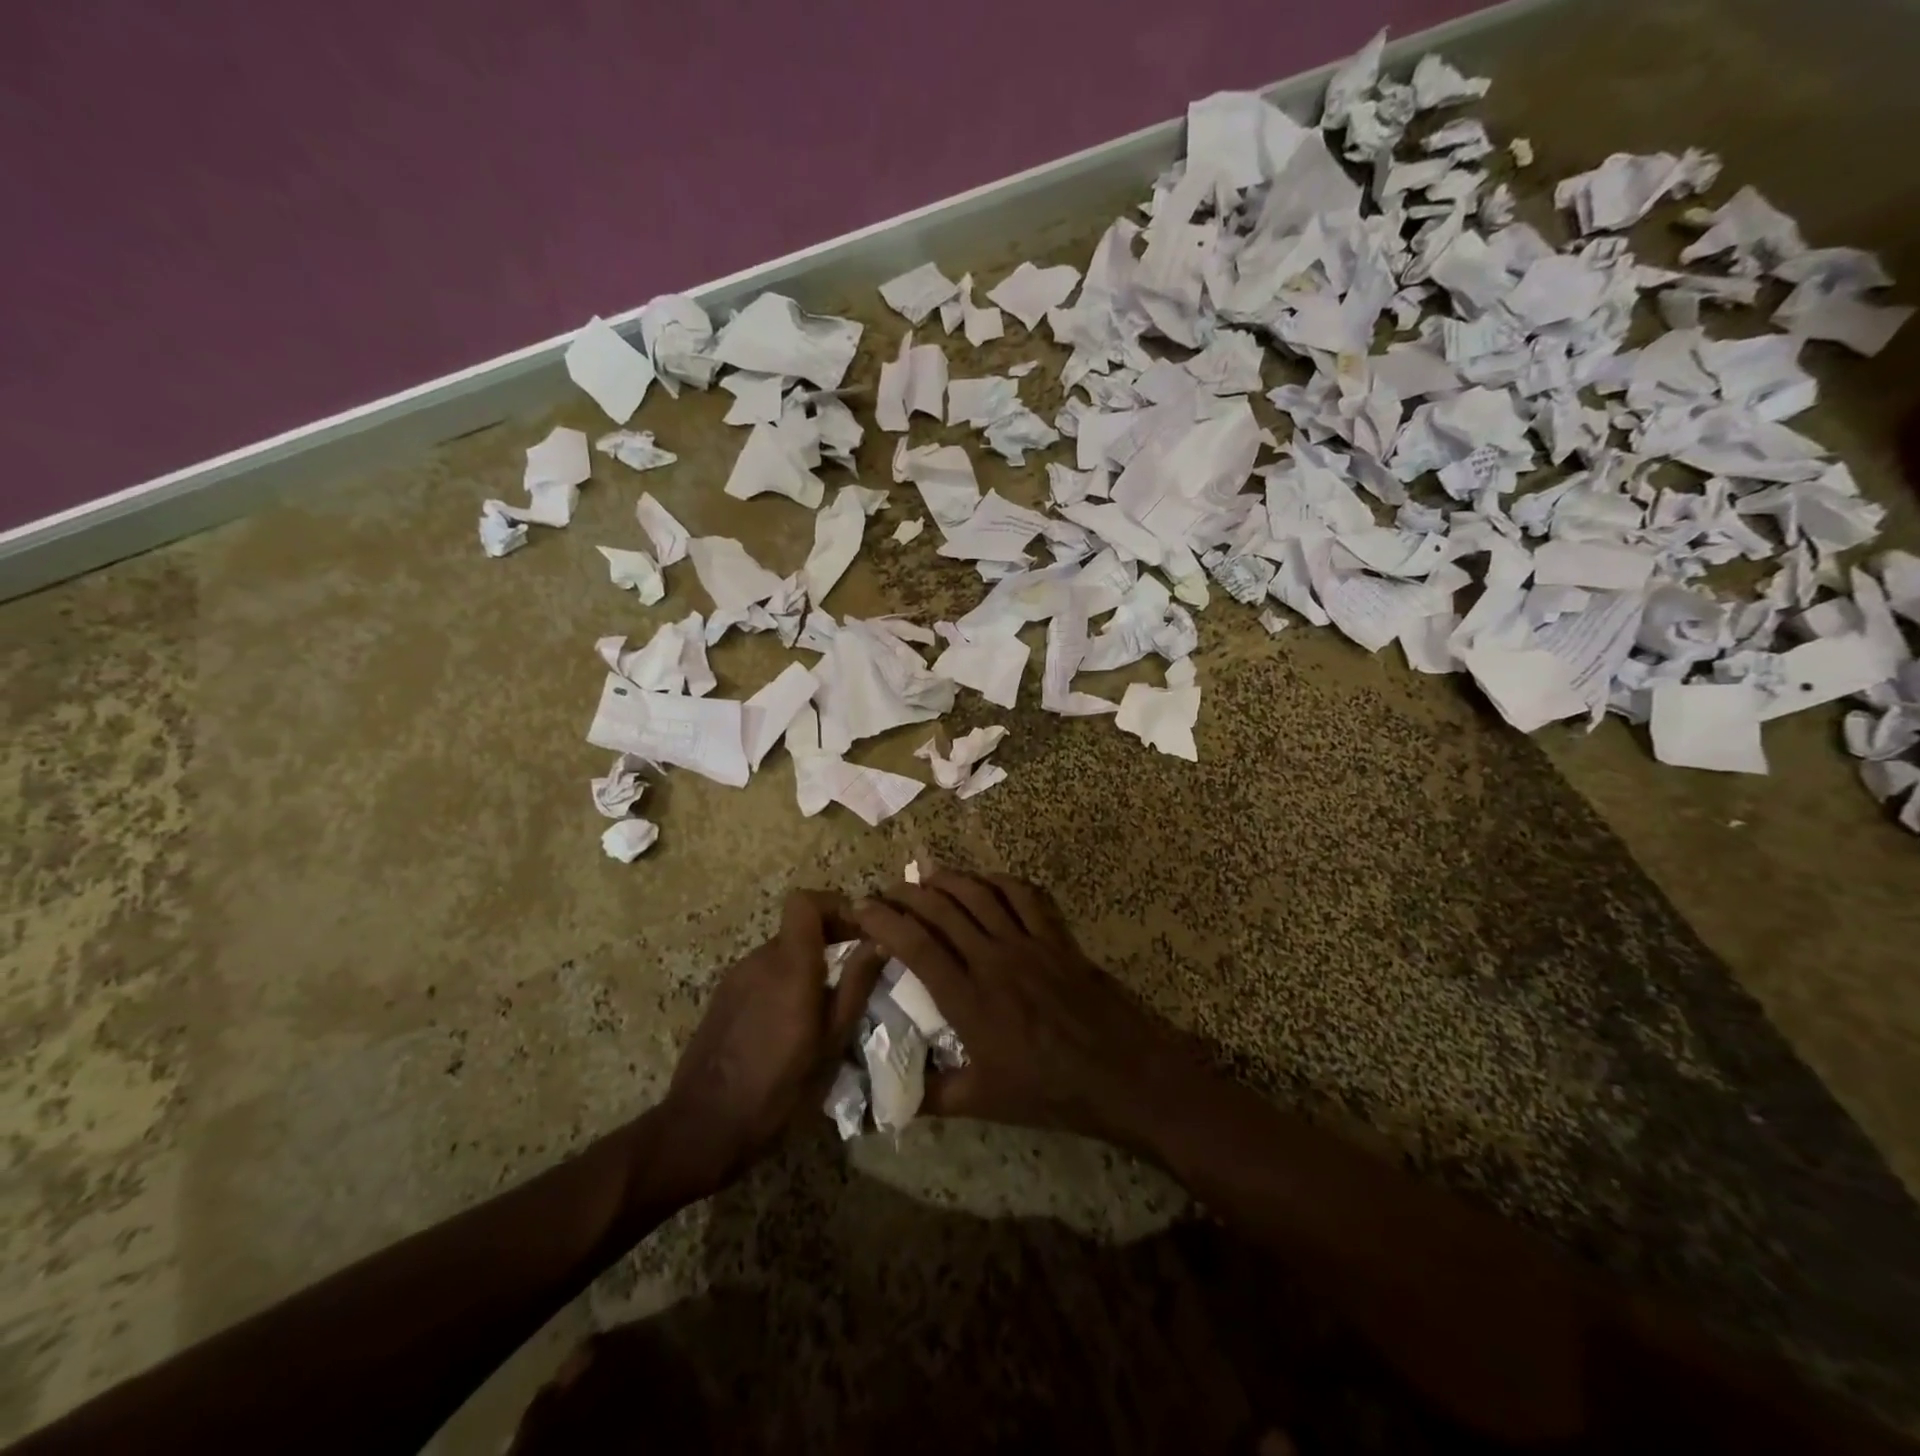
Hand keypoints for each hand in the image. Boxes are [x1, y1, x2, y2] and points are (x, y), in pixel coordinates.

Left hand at [657, 890, 881, 1194]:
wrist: (704, 1127)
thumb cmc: (779, 1087)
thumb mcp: (832, 1041)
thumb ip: (856, 985)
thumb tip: (880, 942)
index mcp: (789, 964)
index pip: (805, 901)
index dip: (834, 905)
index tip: (860, 931)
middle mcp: (759, 959)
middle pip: (798, 927)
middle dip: (829, 940)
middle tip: (854, 974)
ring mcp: (735, 977)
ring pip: (781, 952)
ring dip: (807, 965)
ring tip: (825, 1006)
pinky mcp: (722, 997)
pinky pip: (762, 974)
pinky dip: (784, 983)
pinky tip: (791, 1025)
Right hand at [851, 870, 1201, 1147]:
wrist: (1122, 1073)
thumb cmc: (1050, 1091)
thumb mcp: (985, 1102)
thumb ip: (933, 1096)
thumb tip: (887, 1104)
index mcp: (969, 1000)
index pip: (916, 946)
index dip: (884, 921)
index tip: (862, 907)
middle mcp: (993, 960)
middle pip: (943, 910)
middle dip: (908, 894)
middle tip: (886, 889)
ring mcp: (1028, 943)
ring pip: (980, 895)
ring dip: (949, 879)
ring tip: (925, 873)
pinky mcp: (1056, 938)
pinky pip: (1025, 895)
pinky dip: (999, 881)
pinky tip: (984, 880)